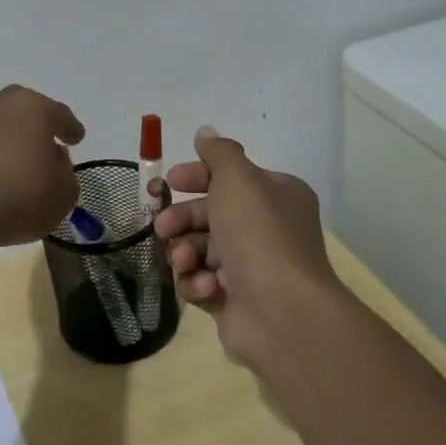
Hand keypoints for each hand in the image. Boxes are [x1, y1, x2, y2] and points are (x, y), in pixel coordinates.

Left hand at [0, 85, 85, 248]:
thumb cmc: (20, 196)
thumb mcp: (63, 193)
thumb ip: (65, 173)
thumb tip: (52, 160)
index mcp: (32, 108)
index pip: (58, 113)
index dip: (70, 127)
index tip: (77, 138)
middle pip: (21, 108)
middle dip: (34, 122)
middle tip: (44, 143)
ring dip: (6, 138)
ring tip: (14, 162)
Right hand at [151, 125, 339, 366]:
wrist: (282, 312)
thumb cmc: (259, 234)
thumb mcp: (238, 179)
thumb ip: (219, 154)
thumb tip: (206, 132)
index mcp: (276, 196)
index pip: (230, 177)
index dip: (196, 176)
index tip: (169, 182)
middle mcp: (266, 229)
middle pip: (209, 214)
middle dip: (182, 218)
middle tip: (163, 227)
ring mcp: (251, 267)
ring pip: (201, 249)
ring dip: (185, 251)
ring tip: (184, 260)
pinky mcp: (235, 301)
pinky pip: (203, 282)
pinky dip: (197, 282)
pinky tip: (205, 287)